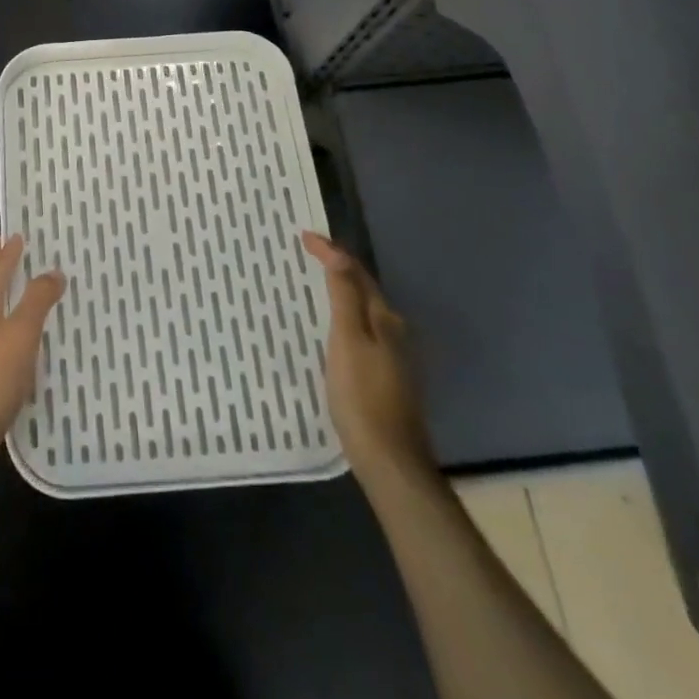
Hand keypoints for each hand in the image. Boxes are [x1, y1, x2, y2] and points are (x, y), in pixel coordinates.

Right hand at [302, 230, 435, 483]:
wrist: (390, 462)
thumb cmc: (362, 397)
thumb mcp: (347, 340)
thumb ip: (344, 296)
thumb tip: (339, 253)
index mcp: (384, 318)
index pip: (356, 272)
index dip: (331, 251)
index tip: (303, 236)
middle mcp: (394, 331)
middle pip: (364, 289)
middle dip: (337, 268)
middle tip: (307, 256)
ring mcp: (394, 357)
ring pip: (364, 311)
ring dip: (341, 293)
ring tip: (313, 286)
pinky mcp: (387, 377)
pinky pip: (362, 331)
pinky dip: (344, 318)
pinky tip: (330, 330)